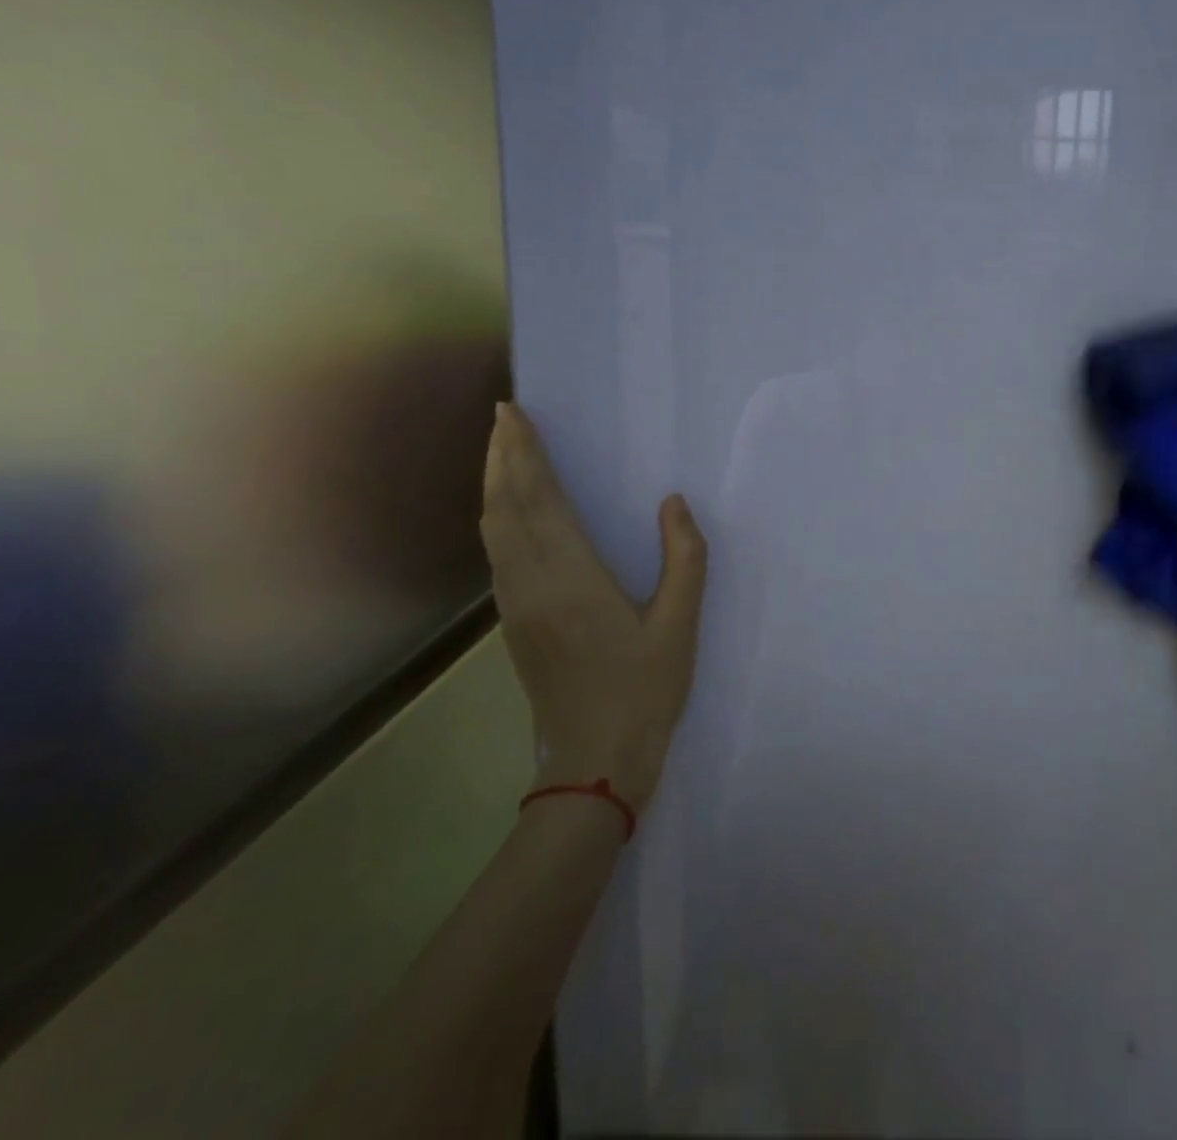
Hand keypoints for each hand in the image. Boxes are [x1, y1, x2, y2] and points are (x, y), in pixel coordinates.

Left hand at [479, 403, 706, 809]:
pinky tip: (509, 511)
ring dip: (495, 484)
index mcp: (571, 579)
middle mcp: (531, 584)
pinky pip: (497, 554)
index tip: (514, 413)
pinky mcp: (513, 623)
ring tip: (503, 451)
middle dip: (502, 457)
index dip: (525, 454)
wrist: (593, 763)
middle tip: (504, 416)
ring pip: (493, 531)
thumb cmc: (644, 691)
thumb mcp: (680, 624)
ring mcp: (515, 606)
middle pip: (505, 507)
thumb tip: (673, 502)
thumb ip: (683, 558)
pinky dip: (498, 517)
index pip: (538, 500)